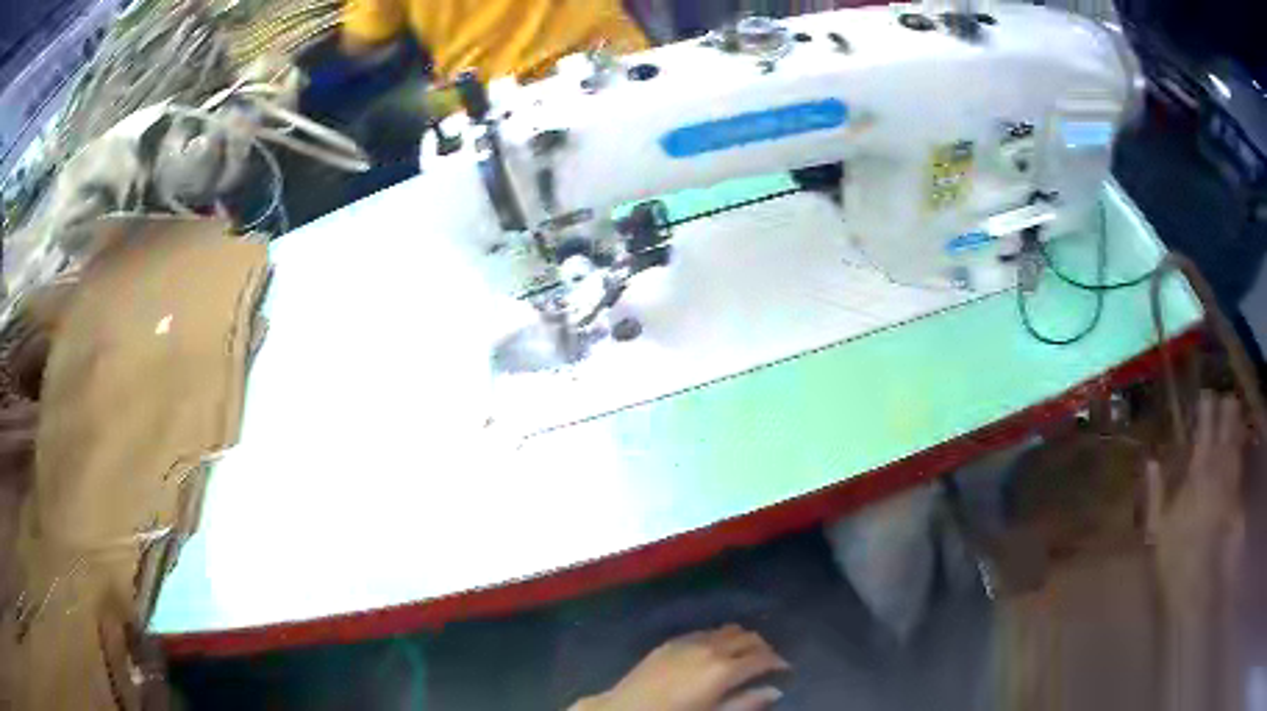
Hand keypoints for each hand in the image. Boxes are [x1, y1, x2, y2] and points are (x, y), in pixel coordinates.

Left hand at [572, 624, 788, 710]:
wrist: (625, 710)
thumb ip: (747, 703)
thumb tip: (775, 691)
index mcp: (724, 669)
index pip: (763, 657)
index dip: (778, 662)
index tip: (785, 669)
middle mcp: (711, 648)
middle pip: (748, 637)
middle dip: (763, 648)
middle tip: (768, 662)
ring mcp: (689, 642)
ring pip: (728, 630)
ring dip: (742, 640)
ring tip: (744, 655)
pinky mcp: (671, 642)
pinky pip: (705, 632)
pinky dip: (719, 638)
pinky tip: (716, 652)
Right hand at [1146, 391, 1245, 614]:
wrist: (1195, 581)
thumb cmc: (1174, 554)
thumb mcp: (1158, 527)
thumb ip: (1156, 492)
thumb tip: (1151, 460)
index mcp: (1197, 469)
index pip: (1205, 429)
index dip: (1207, 410)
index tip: (1207, 396)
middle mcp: (1217, 468)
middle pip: (1225, 430)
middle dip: (1227, 412)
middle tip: (1227, 397)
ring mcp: (1230, 481)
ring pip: (1236, 444)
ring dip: (1236, 427)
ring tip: (1236, 412)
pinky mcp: (1237, 496)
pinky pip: (1240, 467)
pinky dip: (1241, 452)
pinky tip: (1241, 445)